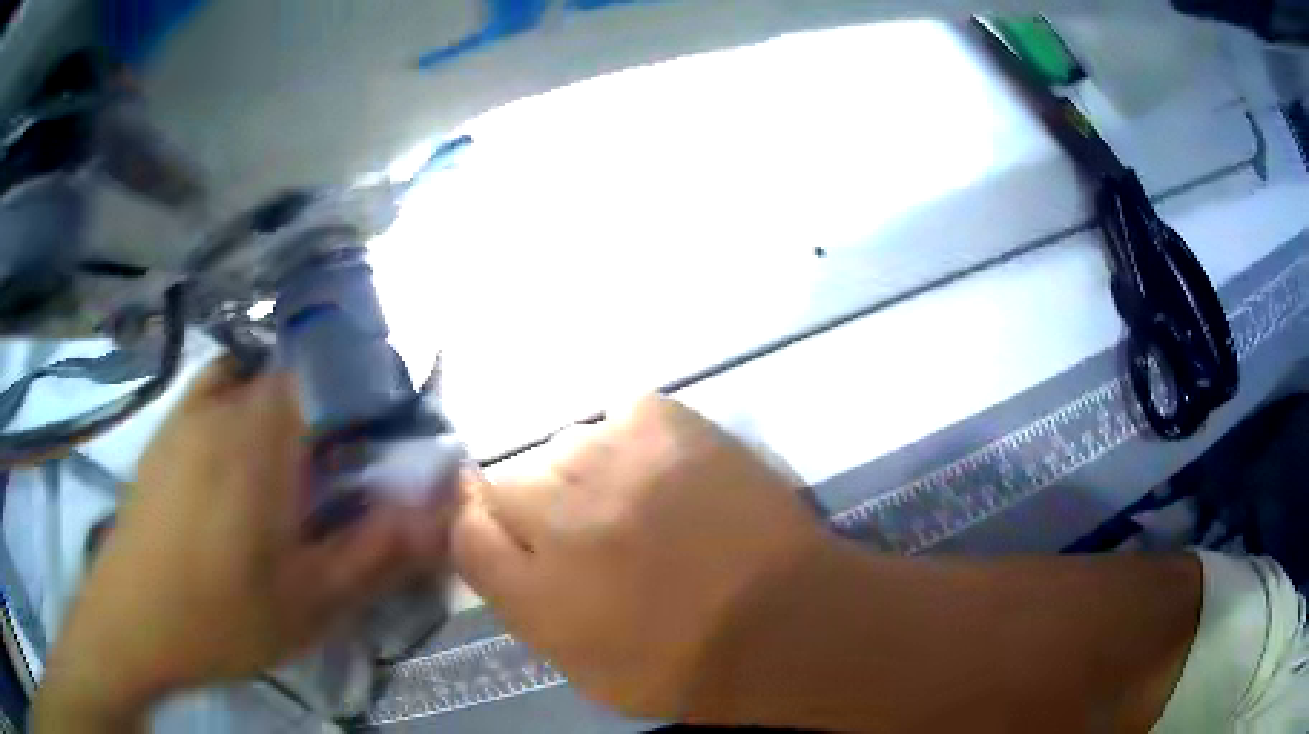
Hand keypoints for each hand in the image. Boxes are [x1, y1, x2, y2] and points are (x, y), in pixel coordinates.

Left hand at [36, 358, 450, 727]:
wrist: (131, 622)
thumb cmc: (220, 617)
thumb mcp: (309, 604)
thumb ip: (375, 554)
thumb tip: (438, 512)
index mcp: (260, 435)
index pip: (330, 363)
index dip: (370, 381)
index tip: (389, 426)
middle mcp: (223, 402)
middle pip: (295, 367)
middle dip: (334, 399)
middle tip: (348, 462)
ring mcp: (188, 411)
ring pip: (256, 376)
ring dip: (289, 402)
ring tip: (300, 464)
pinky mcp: (167, 431)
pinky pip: (219, 391)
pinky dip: (245, 403)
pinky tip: (245, 458)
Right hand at [452, 395, 825, 718]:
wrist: (787, 621)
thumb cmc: (686, 667)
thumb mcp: (585, 670)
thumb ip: (528, 609)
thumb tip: (507, 554)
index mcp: (536, 592)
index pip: (464, 531)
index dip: (478, 526)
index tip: (502, 530)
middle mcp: (560, 521)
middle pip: (504, 482)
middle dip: (532, 505)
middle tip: (580, 526)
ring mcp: (615, 465)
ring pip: (564, 445)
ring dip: (585, 473)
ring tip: (632, 497)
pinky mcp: (668, 426)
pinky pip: (622, 413)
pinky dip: (634, 437)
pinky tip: (662, 467)